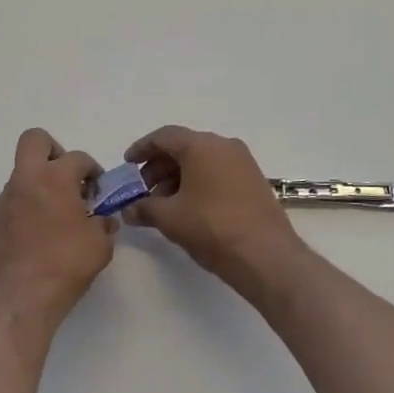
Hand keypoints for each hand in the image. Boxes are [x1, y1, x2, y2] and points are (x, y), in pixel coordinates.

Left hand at [0, 128, 114, 331]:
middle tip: (68, 179)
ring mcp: (4, 201)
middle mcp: (25, 182)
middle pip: (34, 141)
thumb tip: (103, 220)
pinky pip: (13, 202)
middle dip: (54, 151)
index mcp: (54, 179)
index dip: (93, 170)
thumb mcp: (100, 246)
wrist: (19, 301)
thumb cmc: (65, 266)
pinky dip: (28, 208)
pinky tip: (40, 236)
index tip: (99, 190)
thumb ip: (104, 225)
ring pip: (22, 174)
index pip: (78, 158)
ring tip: (58, 216)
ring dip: (41, 184)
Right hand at [122, 125, 303, 290]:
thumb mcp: (170, 218)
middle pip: (183, 147)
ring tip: (163, 204)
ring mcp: (242, 162)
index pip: (164, 136)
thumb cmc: (212, 228)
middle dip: (159, 167)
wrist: (266, 256)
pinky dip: (198, 183)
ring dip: (178, 177)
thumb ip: (144, 208)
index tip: (128, 165)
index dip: (142, 149)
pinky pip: (218, 172)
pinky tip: (188, 208)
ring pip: (201, 161)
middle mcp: (224, 146)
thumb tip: (128, 210)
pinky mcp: (253, 180)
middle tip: (142, 190)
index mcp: (201, 146)